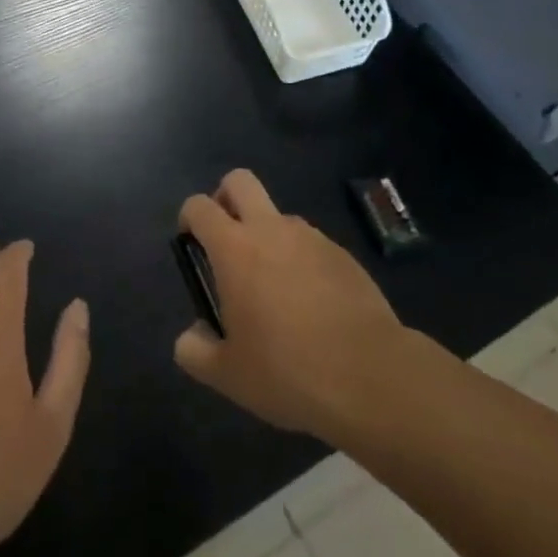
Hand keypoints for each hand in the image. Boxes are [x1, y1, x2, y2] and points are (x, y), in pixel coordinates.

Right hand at [173, 170, 405, 442]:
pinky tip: (311, 306)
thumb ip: (195, 350)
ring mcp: (311, 237)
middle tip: (225, 240)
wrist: (369, 375)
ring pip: (278, 215)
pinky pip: (310, 244)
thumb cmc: (287, 370)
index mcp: (235, 249)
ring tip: (274, 290)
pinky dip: (301, 260)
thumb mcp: (227, 374)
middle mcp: (271, 229)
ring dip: (267, 235)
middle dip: (225, 197)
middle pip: (239, 181)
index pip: (199, 206)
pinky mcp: (342, 253)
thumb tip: (192, 335)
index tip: (191, 245)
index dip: (189, 218)